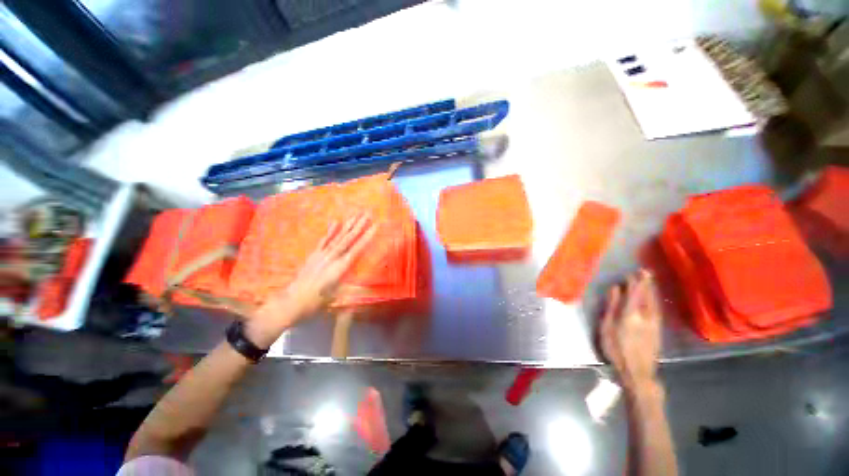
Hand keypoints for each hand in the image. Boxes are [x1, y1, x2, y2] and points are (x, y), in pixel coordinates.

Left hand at [247, 214, 375, 346]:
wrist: (290, 302)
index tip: (375, 226)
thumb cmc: (316, 303)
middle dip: (359, 226)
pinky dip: (331, 231)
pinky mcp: (314, 255)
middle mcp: (332, 258)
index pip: (357, 249)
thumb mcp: (337, 298)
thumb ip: (352, 289)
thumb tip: (368, 286)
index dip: (367, 237)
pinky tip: (336, 222)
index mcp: (339, 268)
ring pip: (338, 237)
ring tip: (356, 215)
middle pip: (348, 239)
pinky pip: (324, 240)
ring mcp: (322, 255)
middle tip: (367, 214)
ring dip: (348, 225)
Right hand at [600, 270, 661, 393]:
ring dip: (652, 290)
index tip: (637, 271)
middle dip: (646, 283)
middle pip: (648, 295)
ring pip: (655, 302)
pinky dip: (654, 299)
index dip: (637, 281)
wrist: (638, 371)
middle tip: (645, 272)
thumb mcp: (607, 326)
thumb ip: (612, 306)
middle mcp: (646, 315)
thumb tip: (615, 289)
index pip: (635, 292)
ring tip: (650, 281)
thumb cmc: (616, 348)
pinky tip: (653, 298)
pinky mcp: (658, 329)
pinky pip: (657, 308)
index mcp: (631, 313)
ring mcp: (655, 322)